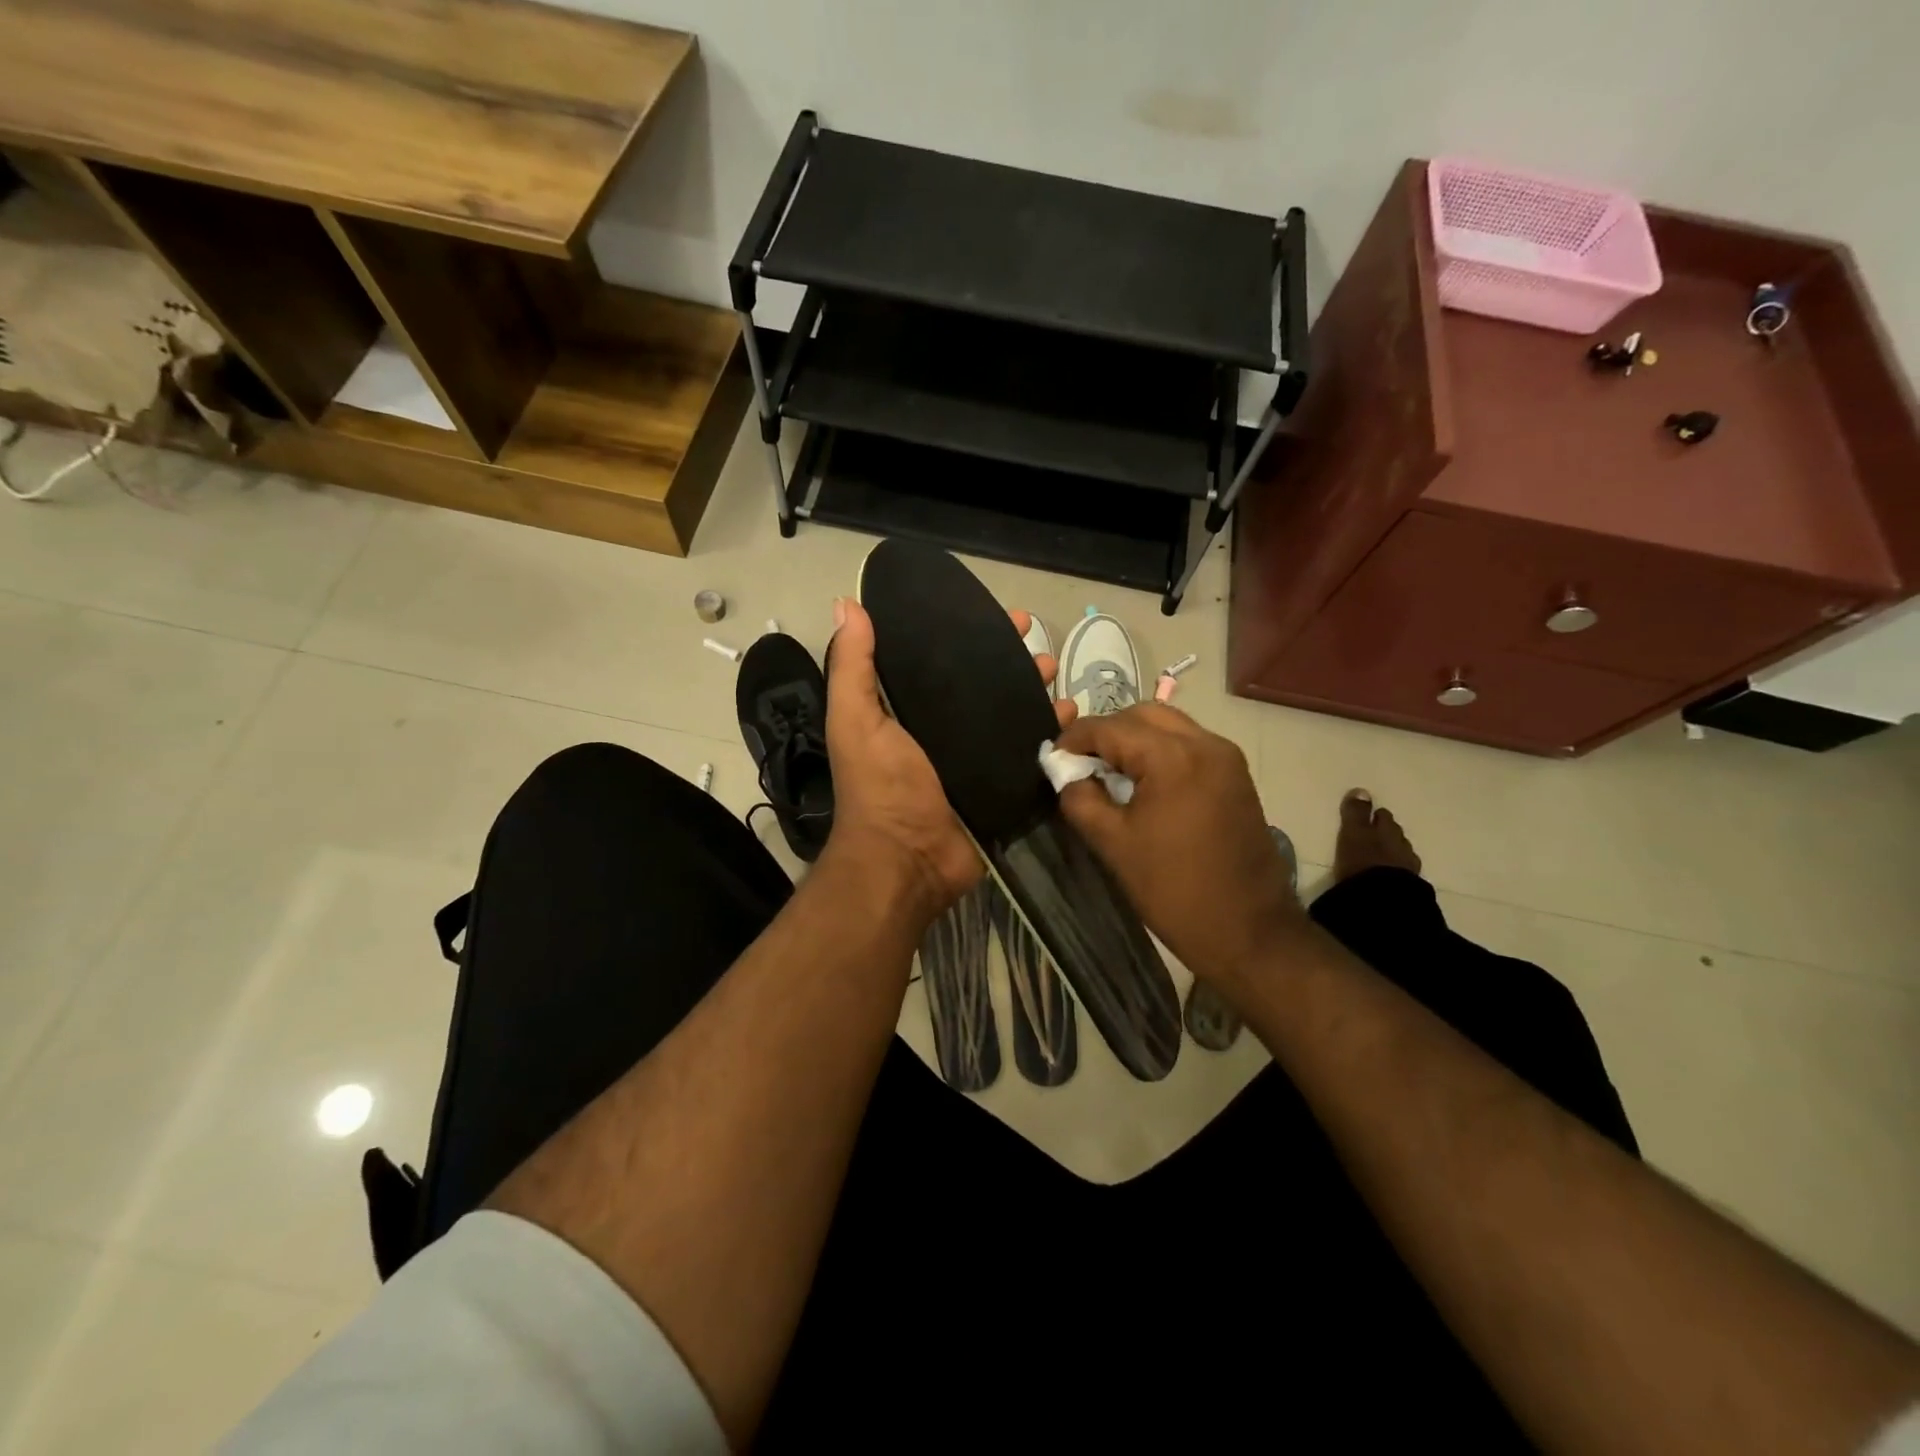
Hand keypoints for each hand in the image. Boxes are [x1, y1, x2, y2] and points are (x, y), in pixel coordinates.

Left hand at [822, 598, 1073, 925]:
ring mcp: (974, 759)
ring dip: (1034, 691)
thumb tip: (847, 605)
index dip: (966, 635)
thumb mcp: (856, 720)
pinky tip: (1070, 714)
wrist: (907, 860)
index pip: (940, 661)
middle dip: (1010, 662)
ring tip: (1058, 673)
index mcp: (906, 711)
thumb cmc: (880, 786)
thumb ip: (853, 667)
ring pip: (1011, 714)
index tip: (996, 614)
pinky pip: (1029, 751)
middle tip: (1038, 645)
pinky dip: (1050, 732)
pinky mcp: (1000, 784)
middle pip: (983, 685)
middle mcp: (941, 730)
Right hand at [1053, 704, 1301, 988]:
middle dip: (1107, 732)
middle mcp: (1205, 743)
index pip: (1110, 727)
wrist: (1248, 931)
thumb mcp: (1113, 844)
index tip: (1052, 757)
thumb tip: (1068, 775)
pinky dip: (1161, 752)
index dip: (1074, 738)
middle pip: (1143, 715)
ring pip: (1169, 726)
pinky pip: (1190, 745)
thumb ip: (1080, 799)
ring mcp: (1226, 758)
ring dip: (1136, 739)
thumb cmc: (1173, 889)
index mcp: (1172, 757)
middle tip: (1082, 764)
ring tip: (1110, 774)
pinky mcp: (1236, 776)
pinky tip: (1144, 784)